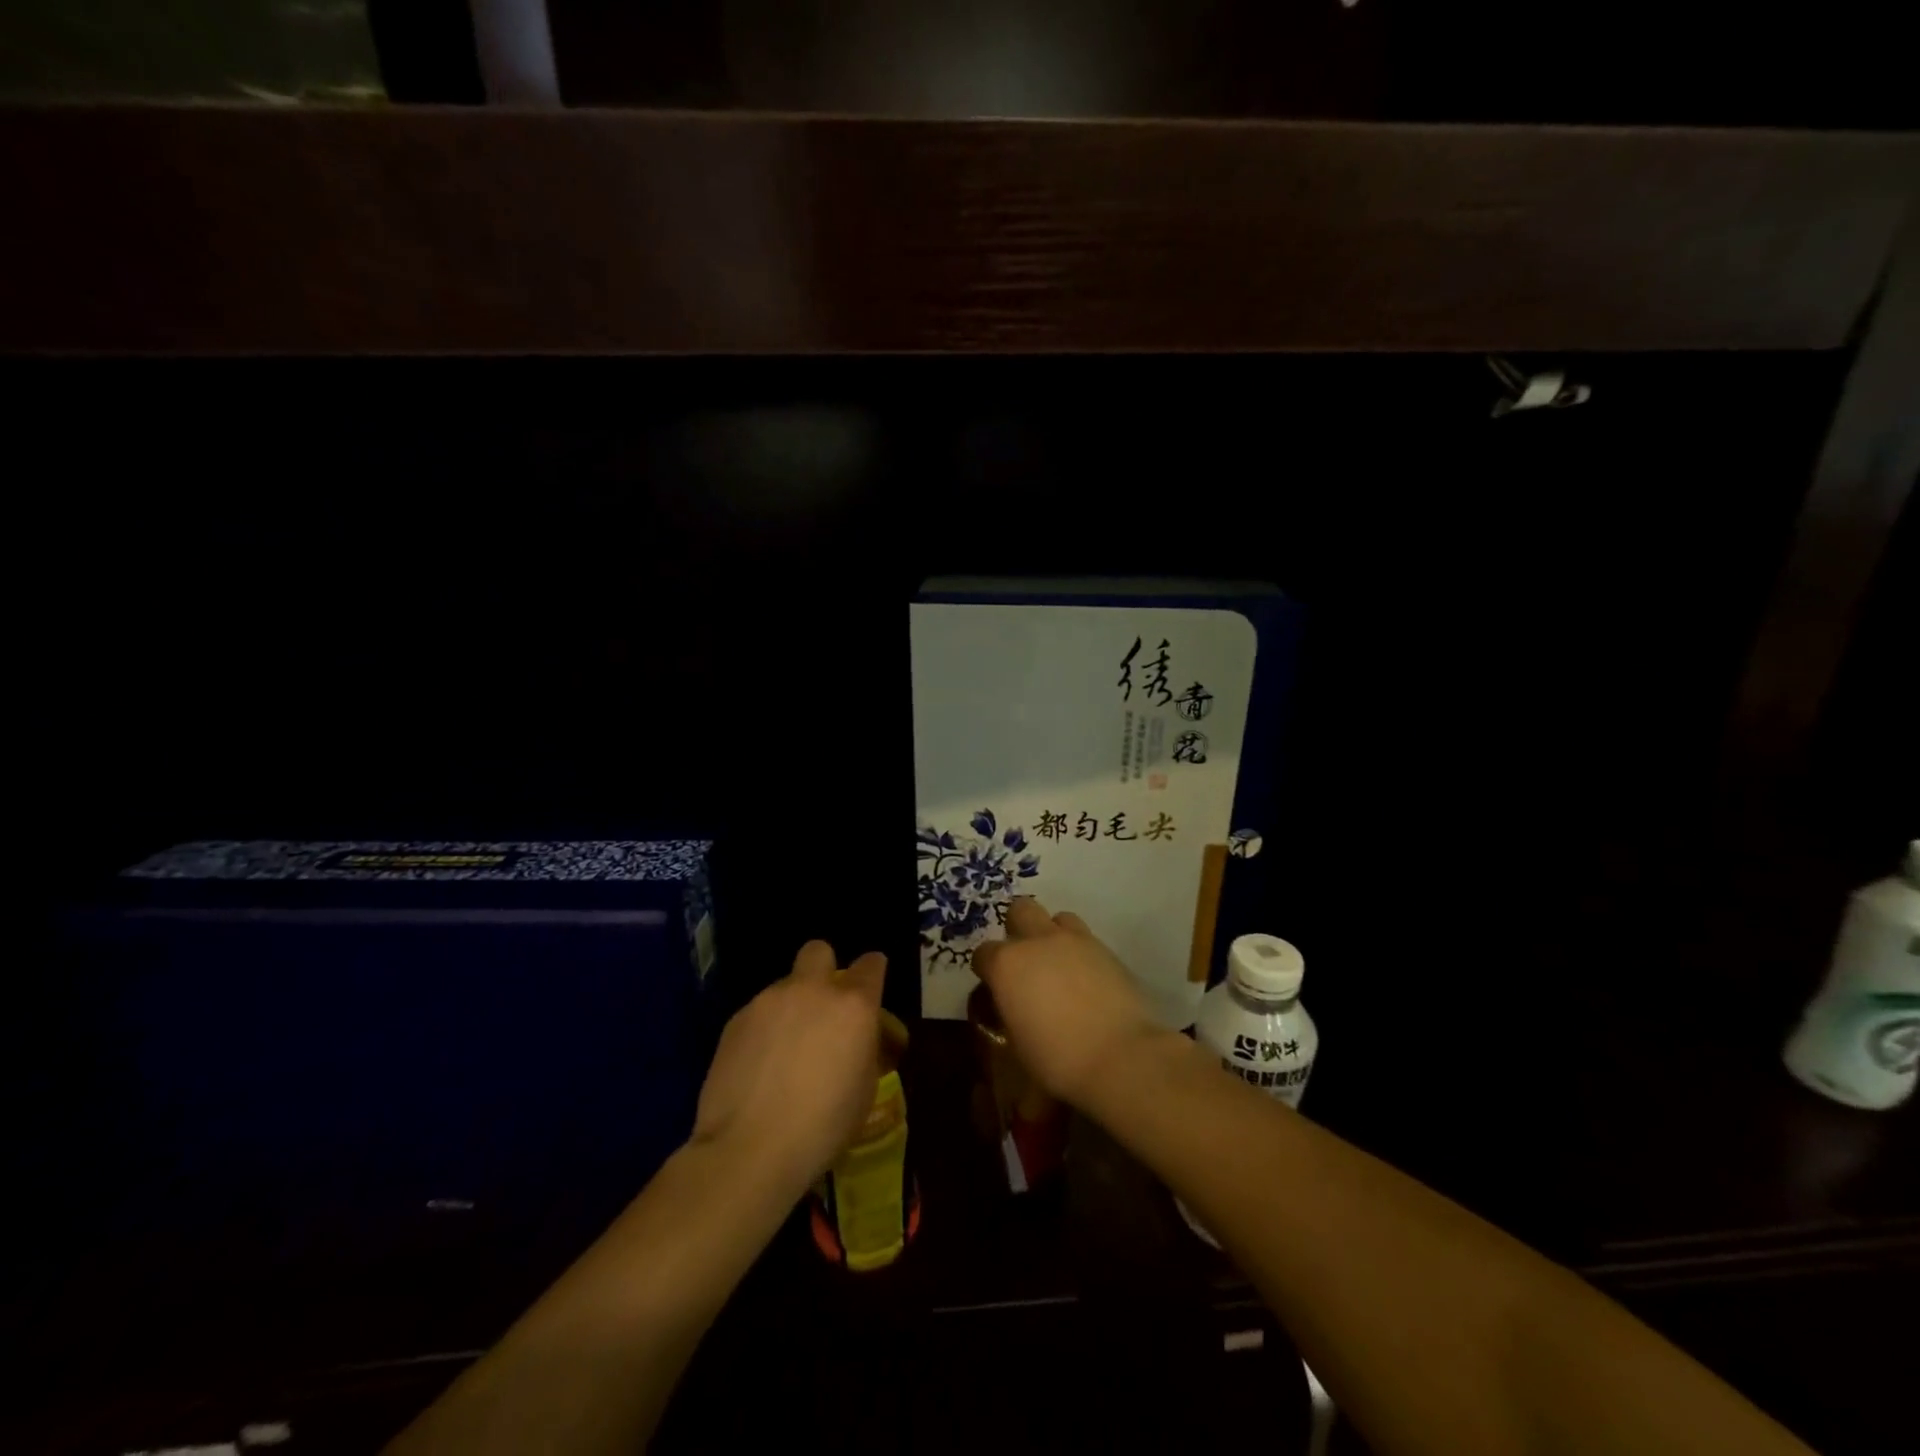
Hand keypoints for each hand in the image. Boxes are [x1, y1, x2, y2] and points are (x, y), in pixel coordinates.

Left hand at [690, 942, 886, 1200]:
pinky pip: (757, 1012)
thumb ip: (863, 1048)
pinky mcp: (735, 1019)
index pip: (871, 964)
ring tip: (784, 1049)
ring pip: (785, 985)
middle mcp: (812, 990)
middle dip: (824, 969)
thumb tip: (854, 1038)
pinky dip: (763, 1029)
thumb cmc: (822, 1127)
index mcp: (853, 1006)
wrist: (749, 1150)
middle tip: (822, 1006)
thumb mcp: (864, 1090)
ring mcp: (769, 1001)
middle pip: (819, 951)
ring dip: (791, 1006)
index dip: (873, 973)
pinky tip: (758, 1065)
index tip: (870, 989)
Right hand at [970, 898, 1168, 1109]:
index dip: (986, 969)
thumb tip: (1013, 1006)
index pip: (983, 954)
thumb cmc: (1057, 1059)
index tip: (994, 987)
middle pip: (1020, 910)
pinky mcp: (1106, 949)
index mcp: (1007, 965)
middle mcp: (1037, 941)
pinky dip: (1080, 952)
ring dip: (1052, 935)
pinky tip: (1086, 979)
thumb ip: (1009, 1013)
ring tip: (1059, 964)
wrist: (1120, 1057)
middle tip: (1025, 960)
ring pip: (1057, 919)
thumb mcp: (1017, 1044)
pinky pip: (1086, 938)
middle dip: (1018, 928)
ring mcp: (1075, 941)